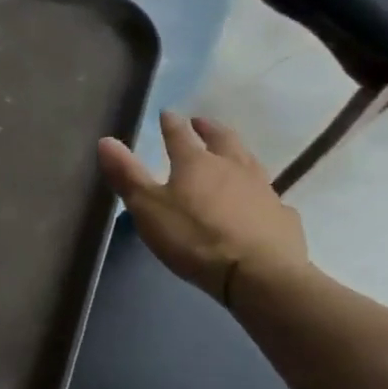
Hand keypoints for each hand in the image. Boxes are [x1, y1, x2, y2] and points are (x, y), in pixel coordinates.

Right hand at [97, 111, 308, 304]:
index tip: (166, 114)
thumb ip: (127, 175)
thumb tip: (106, 140)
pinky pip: (270, 198)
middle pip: (223, 140)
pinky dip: (260, 193)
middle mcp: (233, 168)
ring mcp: (263, 191)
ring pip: (250, 162)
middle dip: (210, 129)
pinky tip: (260, 202)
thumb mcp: (148, 208)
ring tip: (231, 153)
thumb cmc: (194, 237)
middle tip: (202, 123)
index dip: (171, 124)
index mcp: (197, 163)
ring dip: (238, 153)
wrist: (257, 274)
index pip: (179, 135)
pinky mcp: (282, 217)